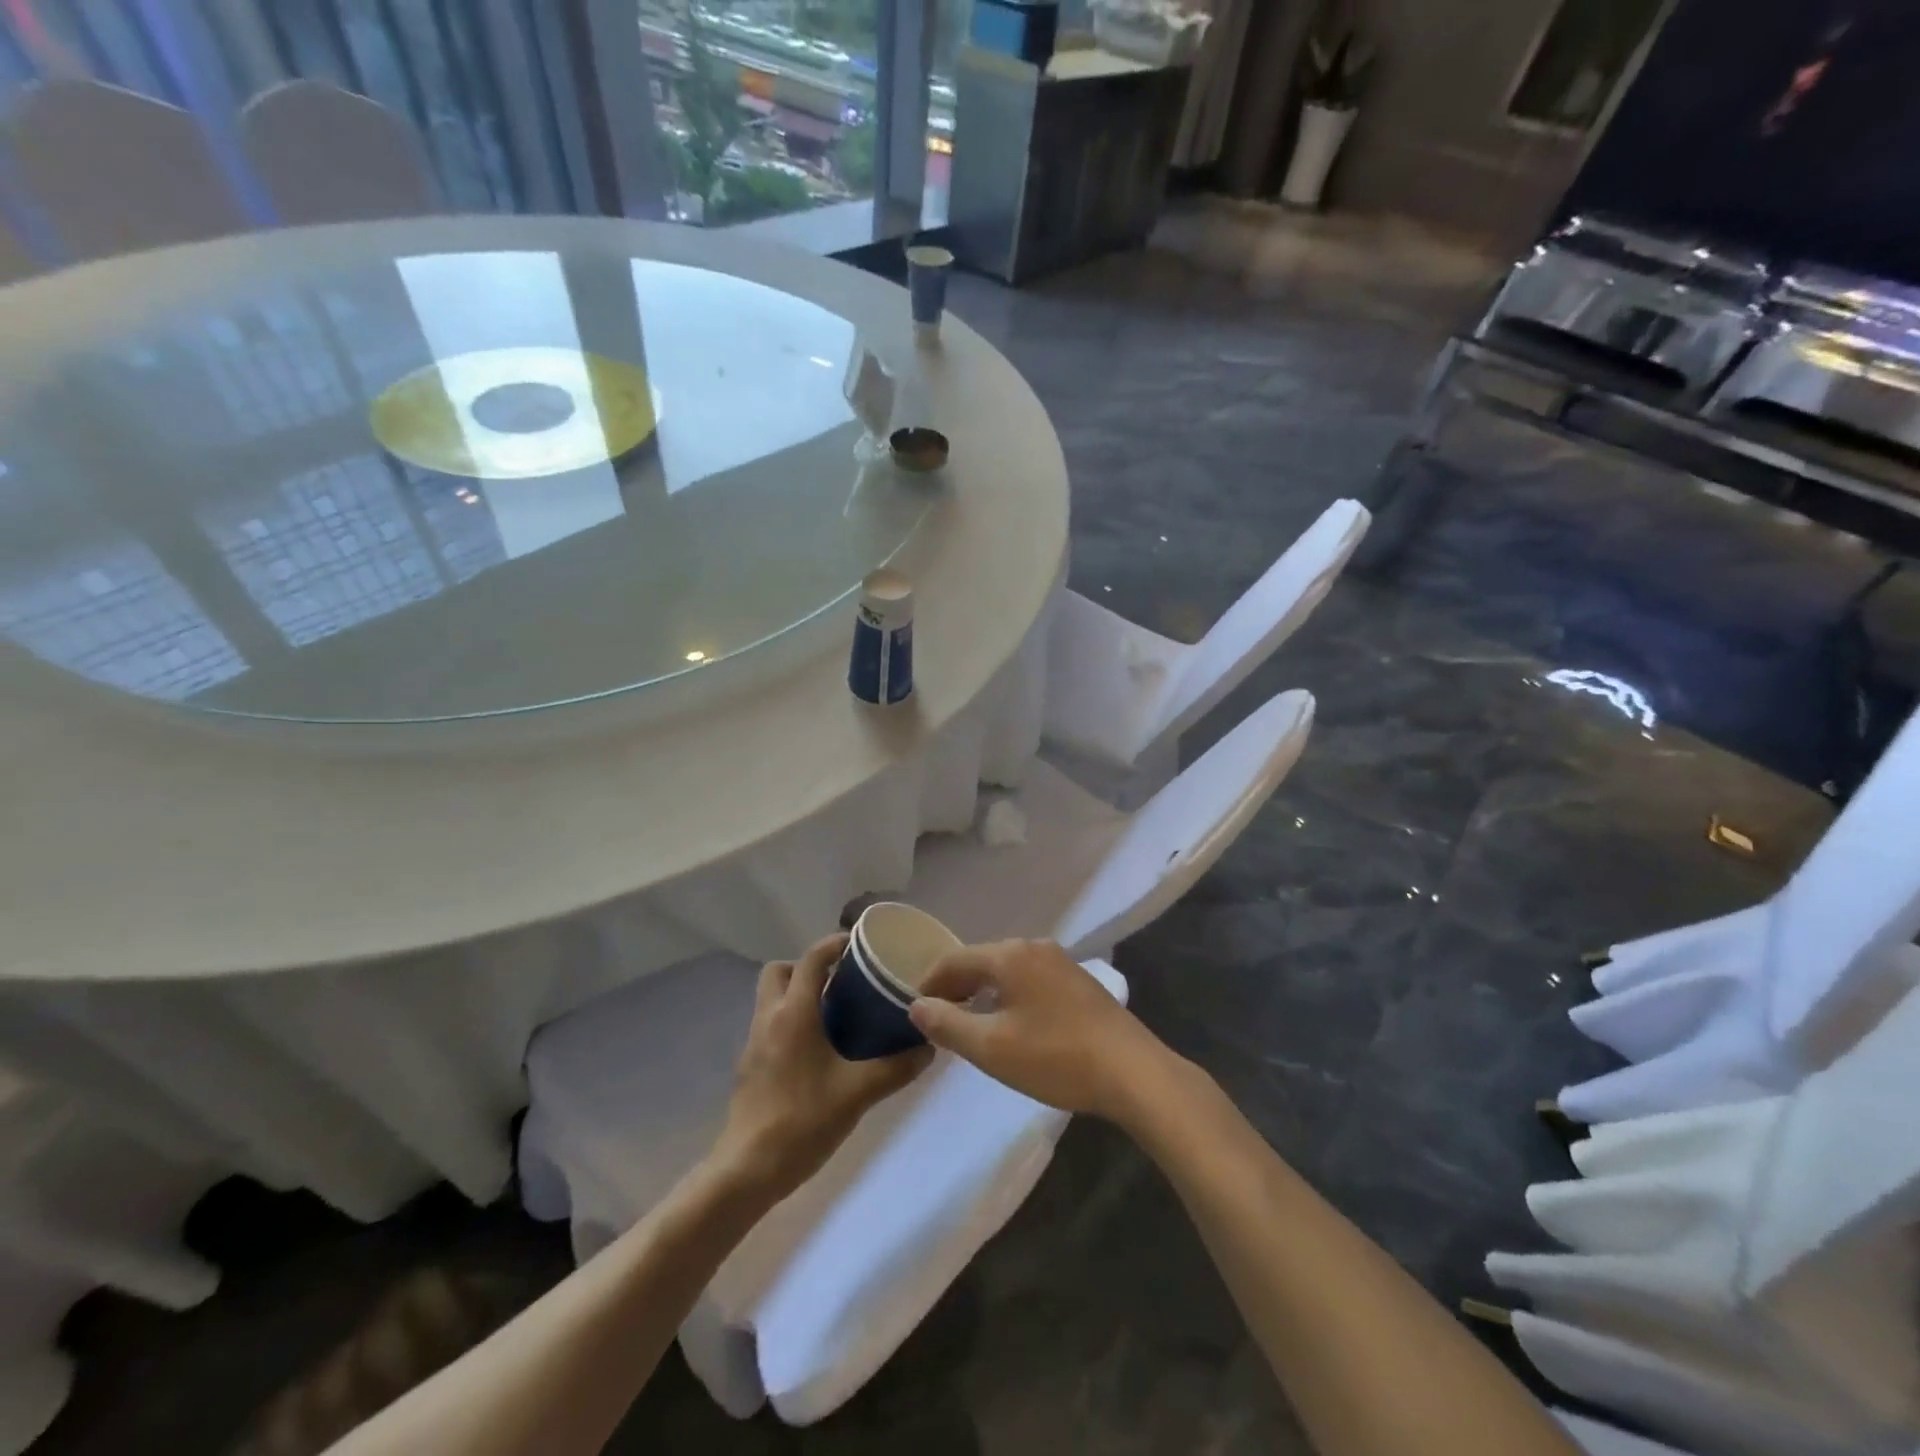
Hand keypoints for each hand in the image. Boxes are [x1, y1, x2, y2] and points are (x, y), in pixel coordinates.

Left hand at [708, 934, 931, 1204]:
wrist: (748, 1170)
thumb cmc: (803, 1121)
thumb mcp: (858, 1093)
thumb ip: (896, 1067)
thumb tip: (929, 1048)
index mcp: (794, 1013)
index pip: (811, 958)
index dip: (834, 943)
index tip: (860, 945)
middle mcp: (769, 1017)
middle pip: (780, 970)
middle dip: (808, 967)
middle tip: (841, 982)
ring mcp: (753, 1042)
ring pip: (772, 998)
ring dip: (799, 994)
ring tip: (835, 1014)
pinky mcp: (749, 1066)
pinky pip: (770, 1025)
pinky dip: (791, 1022)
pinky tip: (817, 1051)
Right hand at [908, 940, 1173, 1121]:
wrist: (1133, 1072)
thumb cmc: (1056, 1057)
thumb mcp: (992, 1047)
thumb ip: (948, 1024)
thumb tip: (917, 1005)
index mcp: (1010, 955)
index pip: (954, 960)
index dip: (929, 984)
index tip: (913, 1011)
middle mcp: (1035, 947)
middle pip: (981, 961)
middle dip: (956, 988)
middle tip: (938, 1021)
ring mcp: (1061, 962)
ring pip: (1006, 971)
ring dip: (983, 993)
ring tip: (969, 1025)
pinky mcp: (1078, 982)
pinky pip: (1029, 980)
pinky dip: (1009, 997)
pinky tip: (1011, 1025)